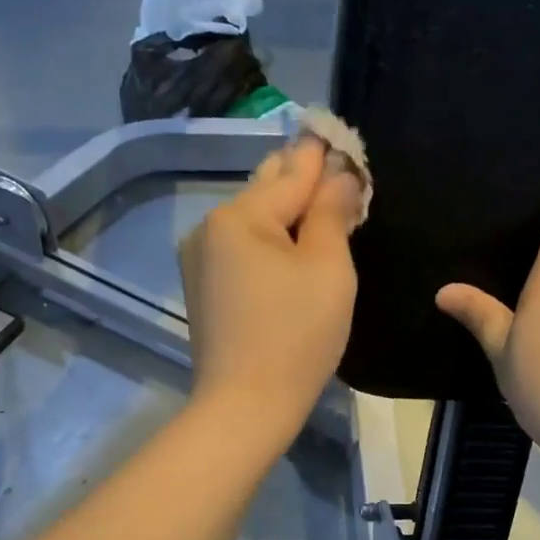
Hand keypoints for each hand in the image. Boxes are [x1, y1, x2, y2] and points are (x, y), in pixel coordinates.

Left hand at [179, 137, 363, 445]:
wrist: (245, 405)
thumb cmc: (297, 335)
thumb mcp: (327, 268)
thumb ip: (331, 213)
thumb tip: (339, 175)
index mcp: (240, 216)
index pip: (293, 172)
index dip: (322, 155)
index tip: (337, 134)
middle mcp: (210, 226)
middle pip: (266, 189)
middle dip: (302, 179)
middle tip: (333, 166)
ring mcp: (200, 257)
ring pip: (252, 218)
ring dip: (286, 209)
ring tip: (317, 201)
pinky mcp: (202, 286)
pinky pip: (241, 245)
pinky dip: (269, 237)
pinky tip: (289, 242)